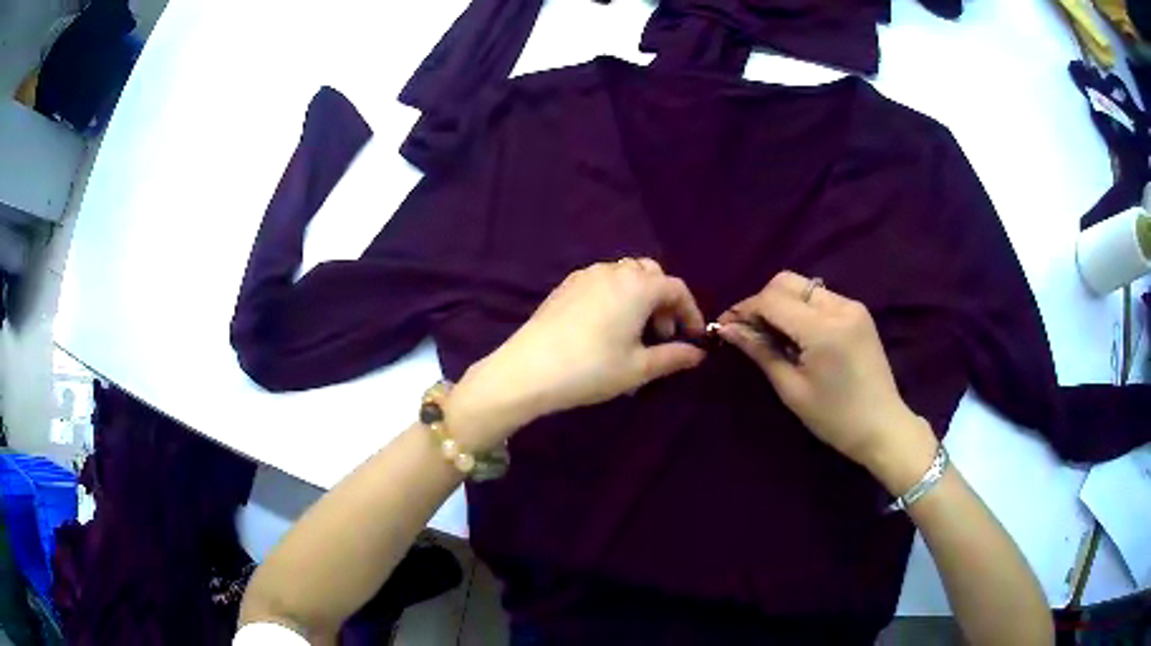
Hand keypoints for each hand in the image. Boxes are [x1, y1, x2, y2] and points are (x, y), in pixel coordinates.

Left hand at [448, 259, 706, 450]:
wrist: (528, 370)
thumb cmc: (592, 369)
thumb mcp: (639, 368)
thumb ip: (673, 357)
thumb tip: (697, 354)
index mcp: (638, 286)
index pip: (677, 289)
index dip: (691, 312)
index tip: (694, 338)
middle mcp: (614, 271)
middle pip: (651, 274)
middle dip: (664, 301)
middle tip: (661, 335)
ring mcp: (586, 275)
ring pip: (625, 275)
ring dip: (639, 297)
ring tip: (634, 333)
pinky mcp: (565, 286)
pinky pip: (602, 281)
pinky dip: (616, 296)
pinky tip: (606, 327)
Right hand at [718, 272, 937, 491]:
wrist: (882, 427)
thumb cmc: (834, 417)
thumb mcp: (791, 389)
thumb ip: (760, 352)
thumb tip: (727, 329)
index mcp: (823, 329)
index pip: (772, 300)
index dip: (745, 309)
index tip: (726, 327)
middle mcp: (839, 306)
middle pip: (787, 282)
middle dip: (763, 301)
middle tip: (750, 331)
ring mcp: (852, 307)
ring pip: (804, 288)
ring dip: (782, 304)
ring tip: (773, 335)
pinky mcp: (859, 313)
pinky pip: (820, 298)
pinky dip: (802, 309)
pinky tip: (798, 336)